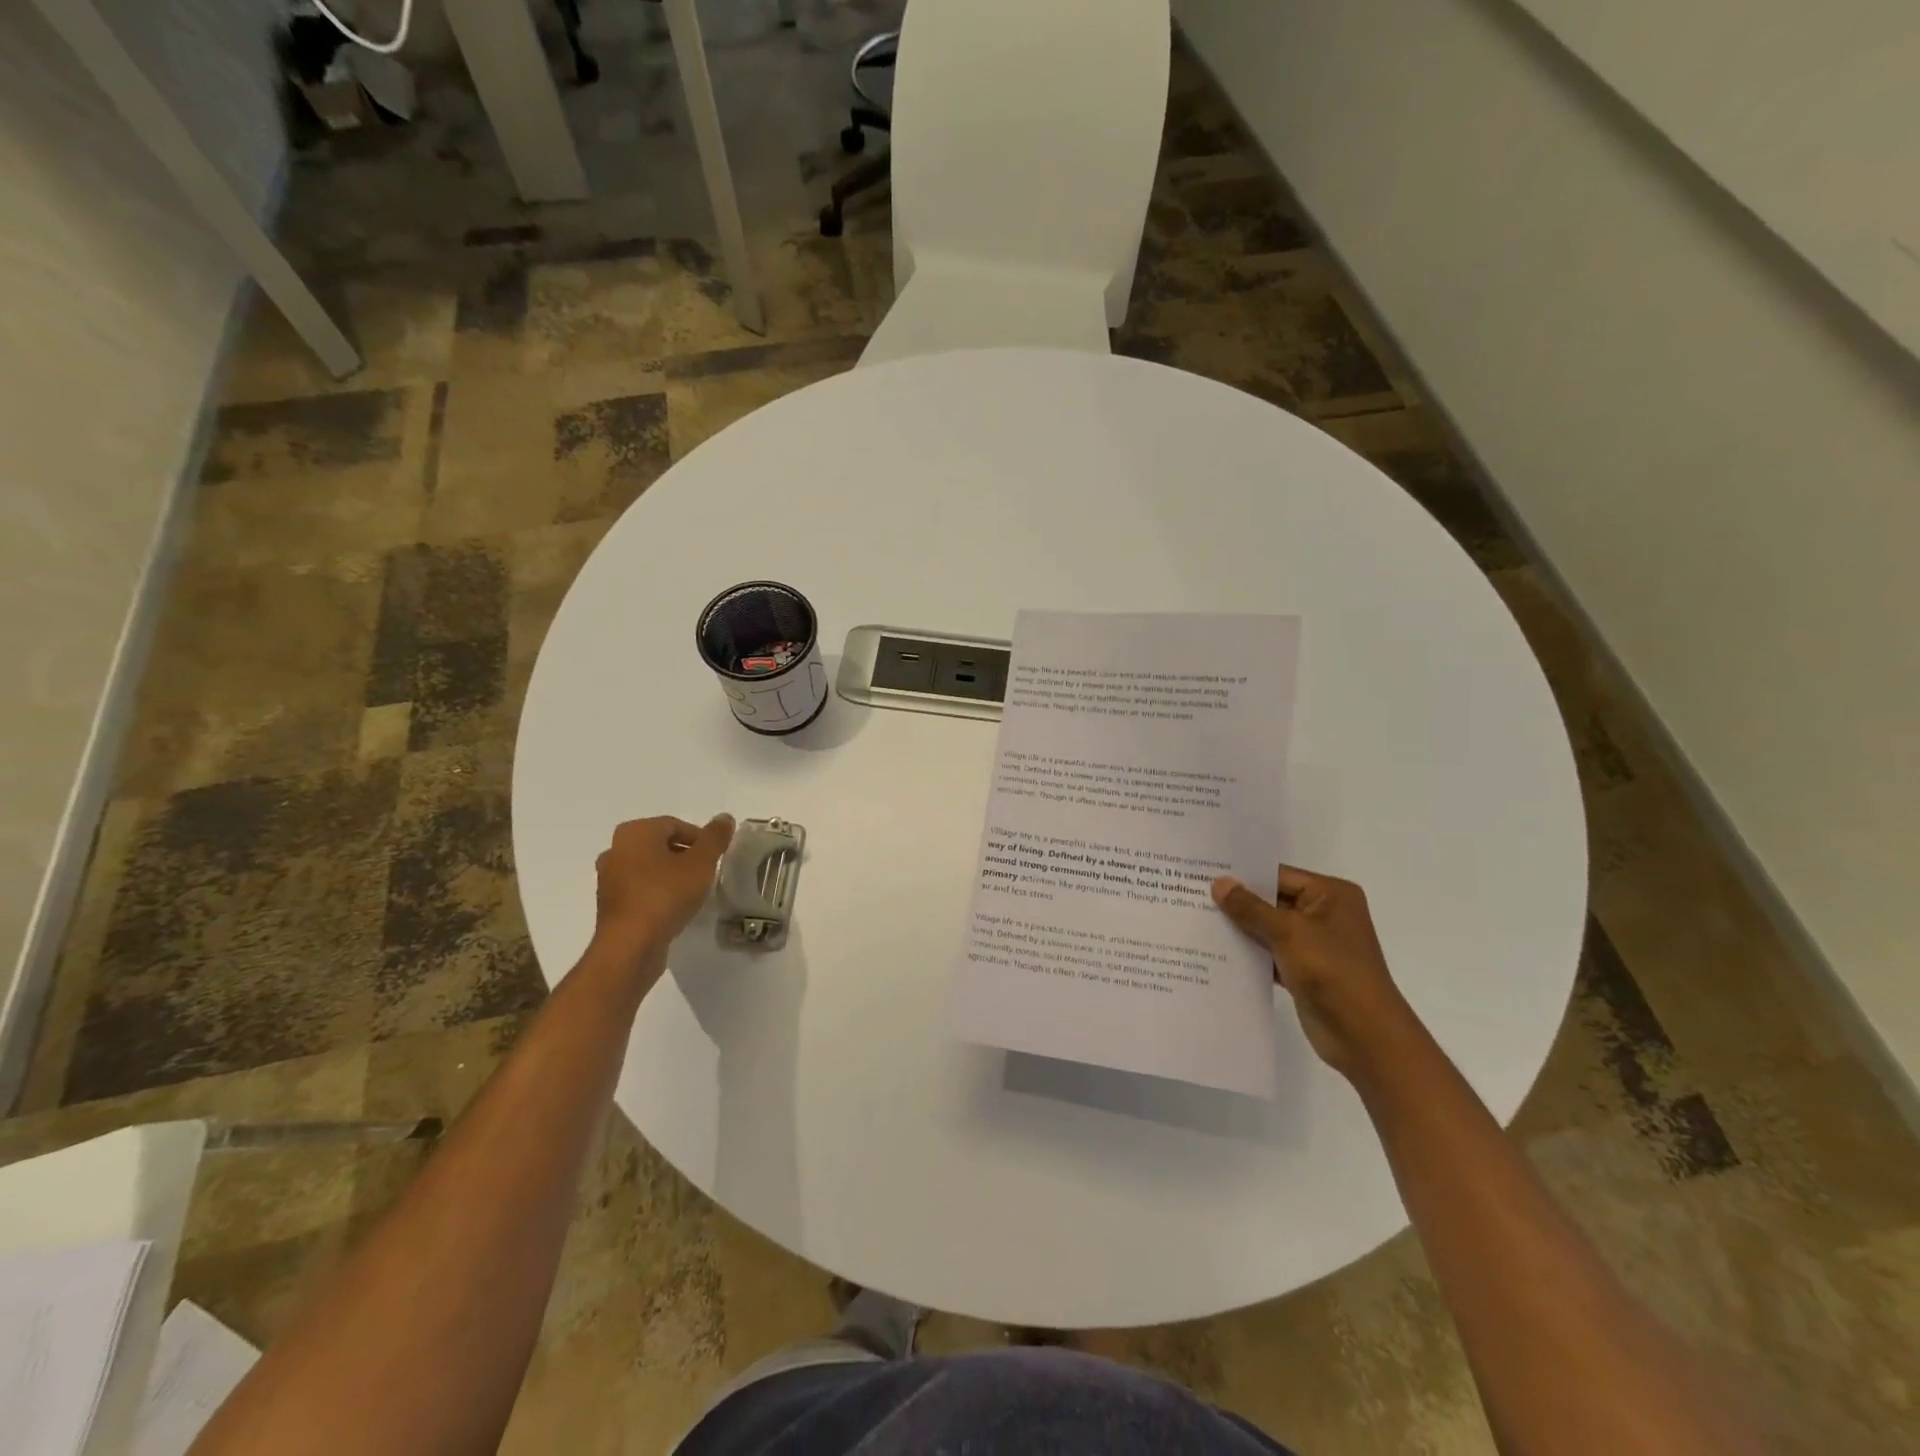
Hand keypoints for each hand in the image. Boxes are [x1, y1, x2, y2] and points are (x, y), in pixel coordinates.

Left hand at [592, 815, 734, 972]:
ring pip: (649, 868)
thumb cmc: (666, 894)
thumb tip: (724, 818)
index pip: (675, 825)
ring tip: (693, 892)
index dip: (700, 839)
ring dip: (671, 875)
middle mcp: (616, 849)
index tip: (716, 857)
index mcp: (635, 832)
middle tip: (706, 873)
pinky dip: (657, 893)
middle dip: (685, 856)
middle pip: (660, 845)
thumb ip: (714, 838)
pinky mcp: (610, 905)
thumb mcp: (701, 862)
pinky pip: (640, 890)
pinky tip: (674, 908)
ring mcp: (609, 879)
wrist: (631, 946)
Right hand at [1211, 866, 1414, 1080]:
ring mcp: (1315, 944)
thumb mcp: (1288, 933)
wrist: (1365, 1037)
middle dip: (1237, 902)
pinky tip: (1215, 951)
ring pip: (1268, 928)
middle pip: (1272, 901)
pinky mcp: (1304, 971)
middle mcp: (1325, 914)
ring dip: (1240, 929)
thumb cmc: (1332, 972)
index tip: (1204, 873)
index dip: (1243, 875)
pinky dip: (1249, 953)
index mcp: (1331, 895)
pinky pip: (1270, 953)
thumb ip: (1250, 908)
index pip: (1279, 875)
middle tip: (1191, 894)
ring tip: (1196, 920)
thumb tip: (1219, 883)